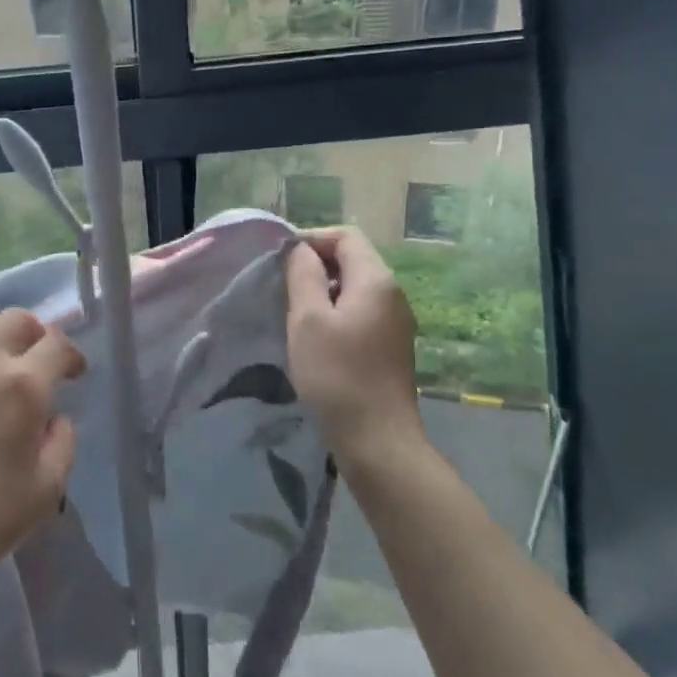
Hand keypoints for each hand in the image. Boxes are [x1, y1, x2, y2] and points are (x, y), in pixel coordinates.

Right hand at [284, 228, 425, 468]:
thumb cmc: (337, 374)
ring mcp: (396, 322)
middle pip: (354, 260)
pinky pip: (361, 313)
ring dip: (324, 292)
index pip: (346, 236)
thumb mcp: (308, 320)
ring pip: (356, 288)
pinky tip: (316, 338)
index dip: (312, 239)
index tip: (281, 261)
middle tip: (283, 287)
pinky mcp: (391, 346)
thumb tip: (301, 250)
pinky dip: (336, 313)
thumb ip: (303, 276)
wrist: (377, 439)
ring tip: (294, 313)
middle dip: (316, 265)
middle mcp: (393, 294)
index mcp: (376, 280)